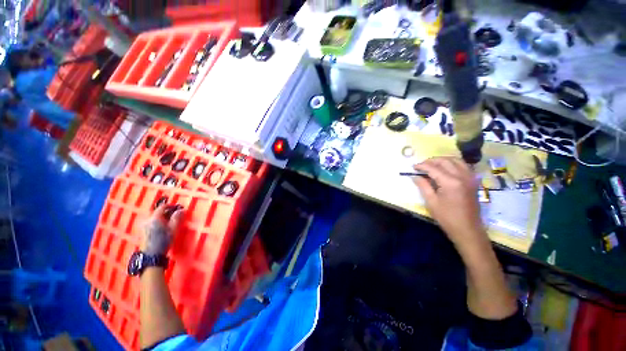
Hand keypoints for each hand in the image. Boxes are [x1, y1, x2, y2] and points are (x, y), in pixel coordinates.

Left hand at [142, 205, 183, 255]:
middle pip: (158, 212)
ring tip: (171, 221)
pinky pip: (152, 222)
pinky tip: (164, 227)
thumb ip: (177, 218)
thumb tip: (182, 209)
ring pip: (155, 217)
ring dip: (163, 217)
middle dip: (167, 212)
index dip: (171, 205)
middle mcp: (147, 220)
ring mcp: (144, 225)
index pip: (162, 207)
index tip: (178, 207)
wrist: (151, 255)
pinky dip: (159, 221)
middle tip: (176, 214)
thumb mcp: (173, 229)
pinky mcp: (143, 230)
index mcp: (155, 218)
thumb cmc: (163, 241)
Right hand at [412, 157, 486, 250]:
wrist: (468, 229)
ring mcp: (470, 178)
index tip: (413, 167)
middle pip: (445, 161)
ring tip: (432, 165)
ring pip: (456, 160)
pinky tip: (446, 169)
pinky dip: (453, 163)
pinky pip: (463, 165)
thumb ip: (423, 186)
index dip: (422, 166)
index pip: (433, 168)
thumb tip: (415, 176)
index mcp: (450, 182)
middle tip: (421, 166)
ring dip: (443, 160)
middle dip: (431, 161)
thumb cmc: (447, 217)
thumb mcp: (431, 202)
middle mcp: (462, 176)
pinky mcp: (473, 181)